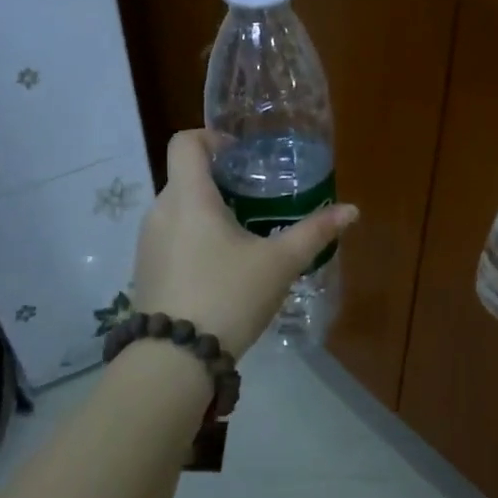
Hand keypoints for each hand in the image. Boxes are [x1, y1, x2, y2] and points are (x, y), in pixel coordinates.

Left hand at [131, 130, 359, 357]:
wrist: (175, 359)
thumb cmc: (228, 296)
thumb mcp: (279, 264)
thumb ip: (314, 232)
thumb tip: (351, 210)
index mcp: (189, 197)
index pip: (186, 142)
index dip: (212, 138)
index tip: (242, 157)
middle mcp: (160, 211)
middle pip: (186, 177)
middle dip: (220, 182)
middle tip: (256, 200)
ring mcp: (147, 243)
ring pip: (179, 210)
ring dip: (208, 213)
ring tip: (243, 237)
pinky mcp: (145, 270)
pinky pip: (171, 238)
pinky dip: (194, 239)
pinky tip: (221, 270)